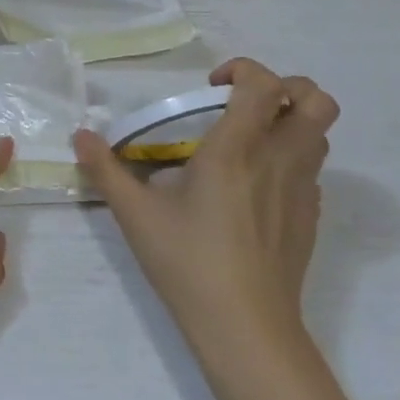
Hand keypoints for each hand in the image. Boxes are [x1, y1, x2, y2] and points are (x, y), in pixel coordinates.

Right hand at [73, 58, 338, 363]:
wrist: (245, 329)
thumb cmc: (188, 262)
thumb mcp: (136, 214)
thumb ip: (106, 169)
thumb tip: (80, 136)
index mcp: (237, 149)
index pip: (264, 84)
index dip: (243, 70)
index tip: (210, 88)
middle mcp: (279, 159)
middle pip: (317, 100)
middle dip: (288, 87)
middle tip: (245, 105)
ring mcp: (303, 190)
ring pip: (320, 134)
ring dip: (291, 123)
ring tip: (249, 141)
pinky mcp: (311, 218)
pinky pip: (312, 170)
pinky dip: (290, 160)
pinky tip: (255, 187)